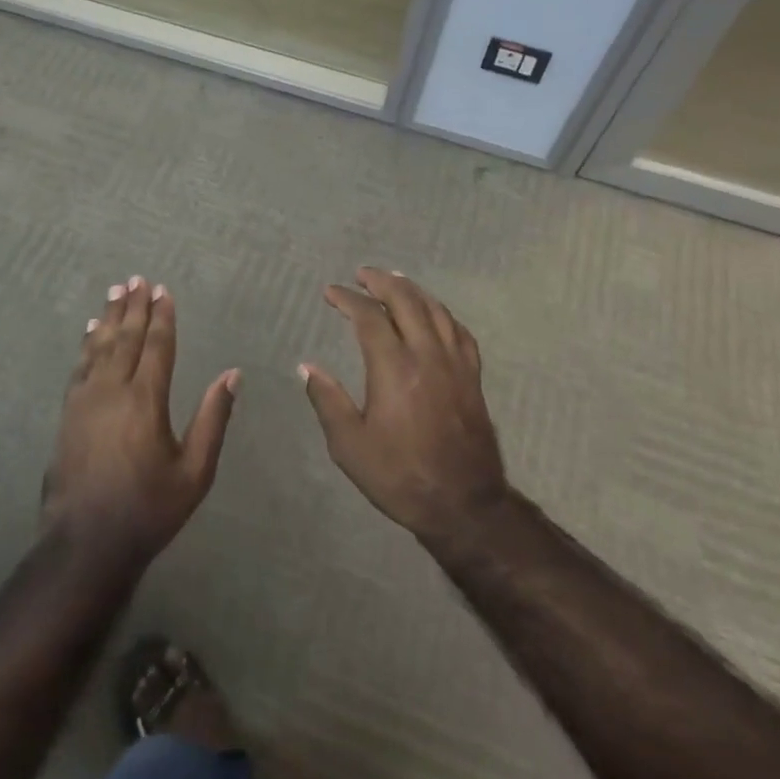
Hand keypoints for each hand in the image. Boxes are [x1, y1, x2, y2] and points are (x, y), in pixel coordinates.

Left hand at [44, 276, 237, 568]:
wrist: (85, 544)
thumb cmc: (148, 509)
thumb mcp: (194, 472)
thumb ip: (213, 419)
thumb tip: (233, 374)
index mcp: (146, 401)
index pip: (157, 346)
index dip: (162, 316)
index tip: (163, 291)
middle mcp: (113, 390)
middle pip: (126, 338)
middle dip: (134, 307)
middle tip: (137, 279)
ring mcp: (85, 400)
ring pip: (99, 346)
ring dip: (110, 317)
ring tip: (115, 292)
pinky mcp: (68, 413)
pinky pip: (80, 366)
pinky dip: (87, 343)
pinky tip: (91, 331)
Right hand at [300, 269, 509, 542]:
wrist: (463, 503)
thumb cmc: (400, 475)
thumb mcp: (350, 446)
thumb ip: (328, 400)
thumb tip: (306, 367)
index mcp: (393, 368)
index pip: (369, 317)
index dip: (348, 299)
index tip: (331, 292)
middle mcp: (426, 355)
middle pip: (406, 301)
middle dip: (381, 282)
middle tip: (362, 275)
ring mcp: (455, 364)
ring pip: (435, 310)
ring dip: (412, 290)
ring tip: (394, 281)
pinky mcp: (472, 377)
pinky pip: (459, 331)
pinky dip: (442, 313)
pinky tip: (434, 314)